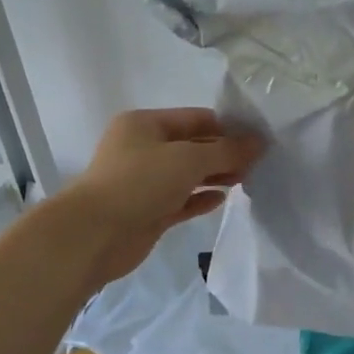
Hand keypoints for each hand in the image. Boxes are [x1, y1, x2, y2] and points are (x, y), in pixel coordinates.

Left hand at [63, 108, 262, 282]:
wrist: (94, 235)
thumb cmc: (140, 183)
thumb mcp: (188, 159)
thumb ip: (227, 150)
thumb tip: (258, 142)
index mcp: (145, 124)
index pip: (196, 118)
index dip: (228, 127)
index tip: (258, 140)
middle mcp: (143, 148)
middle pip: (193, 146)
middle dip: (224, 153)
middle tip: (257, 163)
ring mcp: (145, 181)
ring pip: (188, 174)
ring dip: (216, 175)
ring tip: (245, 180)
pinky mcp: (148, 211)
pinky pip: (182, 199)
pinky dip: (201, 198)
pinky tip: (222, 200)